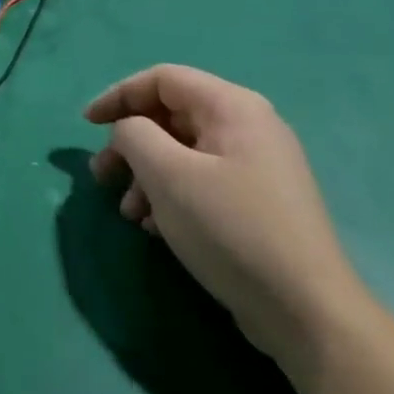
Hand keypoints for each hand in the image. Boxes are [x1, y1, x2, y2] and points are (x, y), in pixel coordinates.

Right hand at [86, 65, 371, 374]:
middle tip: (101, 176)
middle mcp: (248, 127)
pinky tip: (154, 228)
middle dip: (129, 144)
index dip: (118, 95)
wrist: (307, 314)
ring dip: (145, 175)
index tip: (86, 125)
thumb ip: (133, 135)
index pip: (162, 79)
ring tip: (127, 212)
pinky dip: (170, 195)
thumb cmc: (230, 229)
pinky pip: (200, 181)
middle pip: (170, 116)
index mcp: (232, 107)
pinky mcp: (257, 203)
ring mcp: (256, 167)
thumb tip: (128, 131)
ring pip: (182, 152)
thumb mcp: (167, 175)